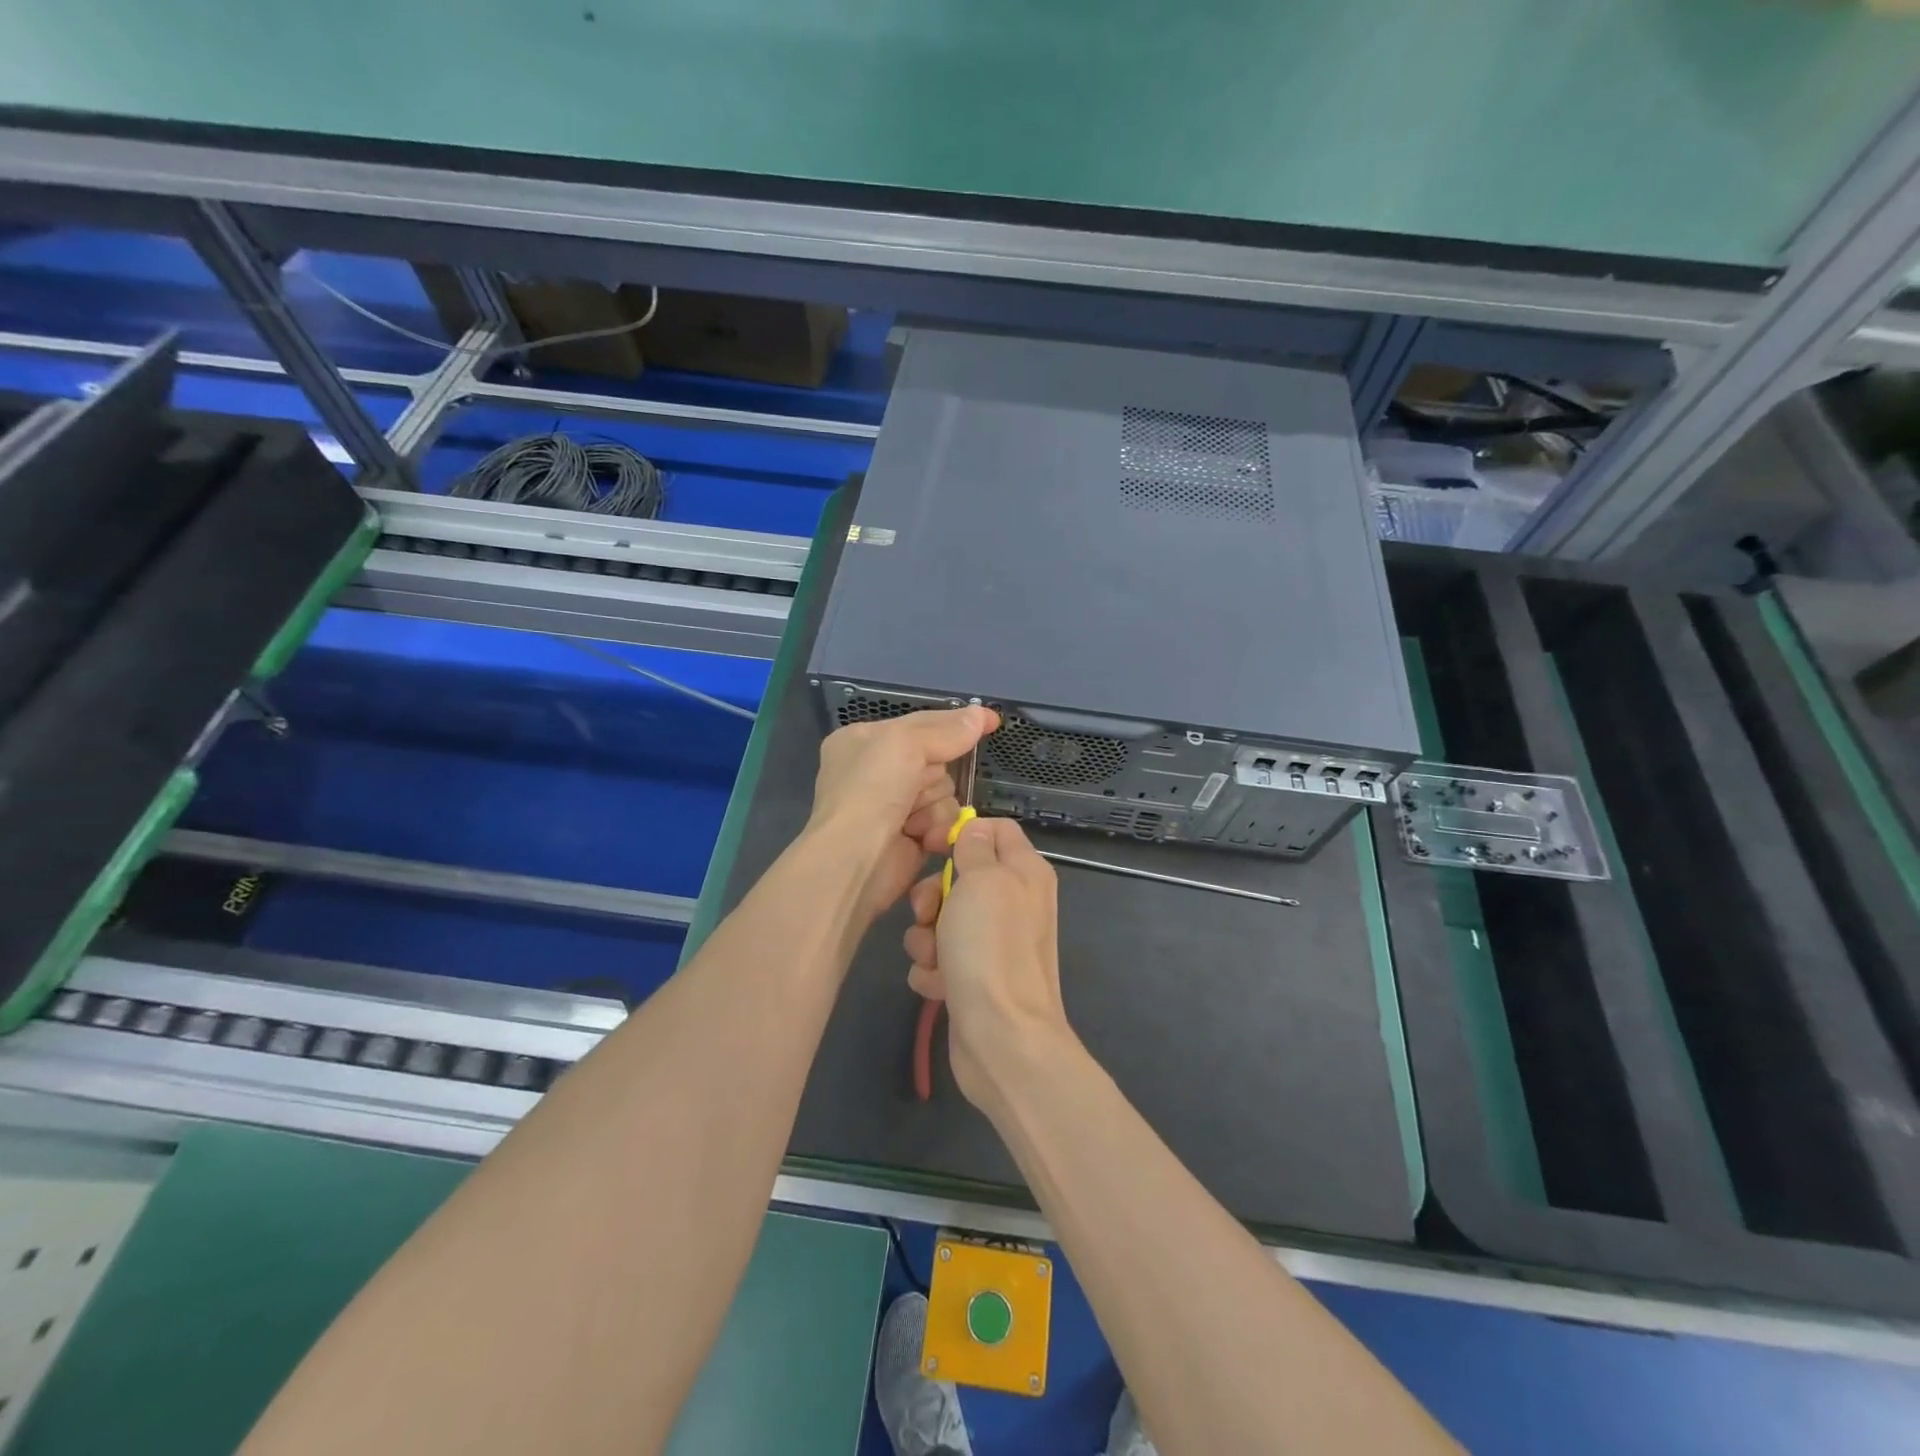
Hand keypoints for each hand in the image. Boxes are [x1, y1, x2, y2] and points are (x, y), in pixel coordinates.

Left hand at [806, 705, 998, 923]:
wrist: (853, 858)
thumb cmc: (871, 789)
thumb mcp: (905, 743)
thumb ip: (946, 730)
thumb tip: (981, 715)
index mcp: (864, 740)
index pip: (920, 724)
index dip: (955, 722)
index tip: (992, 720)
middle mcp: (876, 771)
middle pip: (936, 761)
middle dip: (934, 776)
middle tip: (916, 786)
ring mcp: (892, 806)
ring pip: (944, 793)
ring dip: (936, 807)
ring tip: (913, 820)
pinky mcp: (909, 836)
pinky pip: (943, 822)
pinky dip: (937, 829)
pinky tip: (921, 838)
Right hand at [902, 815, 1072, 1115]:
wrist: (1001, 1037)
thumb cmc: (991, 948)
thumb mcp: (982, 880)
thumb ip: (975, 848)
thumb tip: (974, 830)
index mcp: (1024, 873)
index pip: (995, 829)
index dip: (962, 831)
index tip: (931, 844)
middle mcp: (1012, 904)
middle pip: (959, 877)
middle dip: (932, 896)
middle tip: (928, 914)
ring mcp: (992, 944)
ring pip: (941, 921)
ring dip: (927, 939)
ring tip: (935, 960)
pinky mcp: (972, 977)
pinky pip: (939, 958)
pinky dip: (932, 971)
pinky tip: (939, 986)